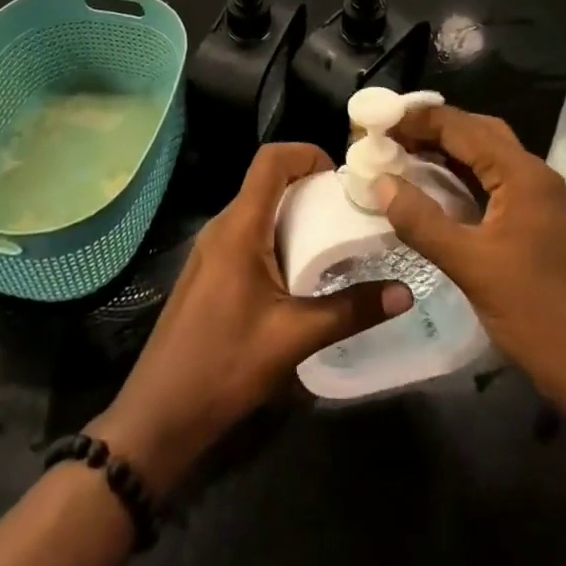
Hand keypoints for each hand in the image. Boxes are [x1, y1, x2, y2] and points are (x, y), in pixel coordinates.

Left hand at [91, 143, 411, 494]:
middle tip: (350, 212)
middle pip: (267, 181)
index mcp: (239, 227)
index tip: (342, 178)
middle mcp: (222, 226)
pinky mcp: (209, 270)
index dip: (307, 153)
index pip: (270, 160)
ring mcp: (211, 248)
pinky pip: (247, 233)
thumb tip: (404, 293)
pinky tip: (300, 272)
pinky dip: (277, 235)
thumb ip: (350, 310)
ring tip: (334, 240)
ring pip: (258, 208)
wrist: (160, 413)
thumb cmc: (225, 366)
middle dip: (310, 186)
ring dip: (295, 213)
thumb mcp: (294, 338)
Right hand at [379, 106, 565, 413]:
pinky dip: (461, 180)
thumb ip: (423, 222)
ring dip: (446, 153)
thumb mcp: (473, 267)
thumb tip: (379, 182)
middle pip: (477, 132)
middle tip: (386, 135)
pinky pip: (493, 185)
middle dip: (431, 128)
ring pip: (486, 159)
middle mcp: (534, 176)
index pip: (461, 126)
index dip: (416, 119)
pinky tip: (435, 195)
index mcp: (522, 174)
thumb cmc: (542, 315)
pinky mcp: (539, 226)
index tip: (374, 121)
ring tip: (401, 157)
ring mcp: (540, 202)